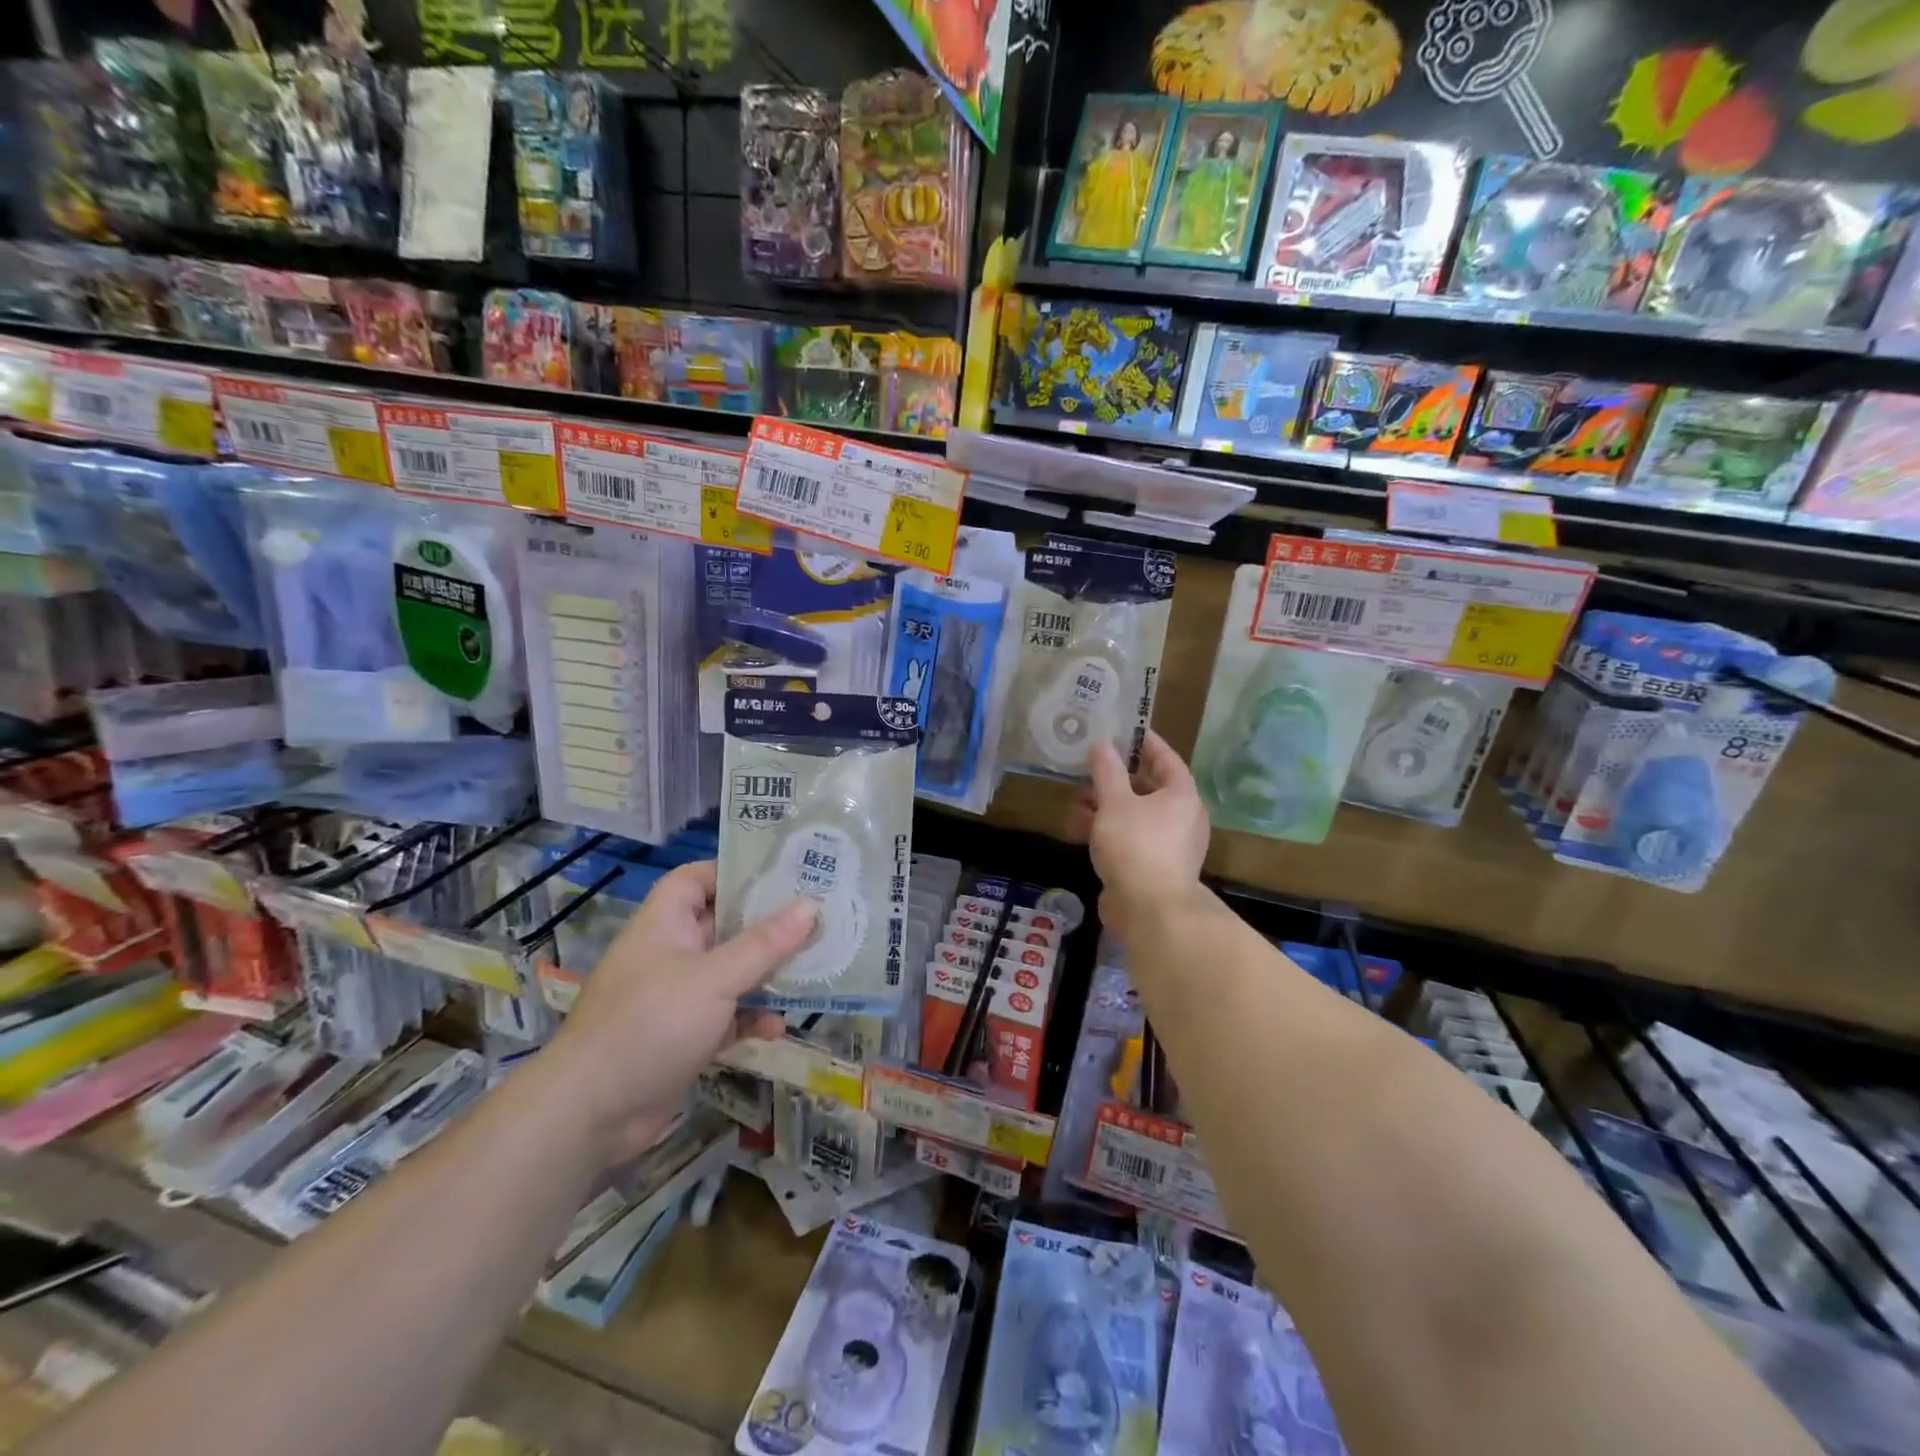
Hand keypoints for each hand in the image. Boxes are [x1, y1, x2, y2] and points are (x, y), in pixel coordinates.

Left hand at [542, 860, 814, 1164]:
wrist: (590, 1113)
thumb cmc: (651, 1023)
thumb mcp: (715, 978)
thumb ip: (765, 943)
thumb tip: (812, 906)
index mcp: (666, 923)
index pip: (697, 878)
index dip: (734, 872)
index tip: (782, 875)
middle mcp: (671, 952)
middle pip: (724, 925)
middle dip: (767, 925)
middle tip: (817, 918)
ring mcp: (677, 996)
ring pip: (731, 972)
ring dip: (766, 974)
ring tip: (813, 969)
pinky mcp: (684, 1036)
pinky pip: (727, 1015)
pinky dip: (751, 1018)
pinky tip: (777, 1028)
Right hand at [1070, 732, 1210, 935]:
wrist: (1150, 910)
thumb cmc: (1136, 845)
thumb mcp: (1114, 802)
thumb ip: (1106, 770)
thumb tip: (1102, 744)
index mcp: (1182, 795)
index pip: (1165, 758)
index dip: (1143, 742)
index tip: (1122, 730)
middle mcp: (1182, 817)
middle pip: (1146, 788)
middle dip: (1112, 781)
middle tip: (1087, 772)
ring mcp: (1168, 845)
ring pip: (1133, 816)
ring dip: (1103, 808)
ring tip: (1074, 807)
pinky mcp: (1152, 867)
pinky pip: (1129, 839)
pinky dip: (1107, 832)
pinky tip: (1079, 833)